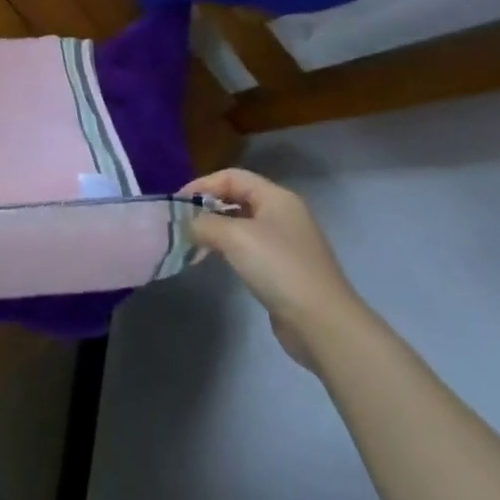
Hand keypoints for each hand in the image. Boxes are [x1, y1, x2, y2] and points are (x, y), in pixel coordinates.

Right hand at [185, 169, 368, 371]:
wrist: (321, 323)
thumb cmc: (278, 268)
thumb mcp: (234, 237)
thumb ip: (203, 223)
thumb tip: (187, 225)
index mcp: (277, 198)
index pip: (232, 176)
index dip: (202, 184)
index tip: (177, 203)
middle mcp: (283, 214)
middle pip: (236, 197)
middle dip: (207, 206)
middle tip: (182, 222)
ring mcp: (285, 242)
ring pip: (240, 223)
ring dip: (215, 228)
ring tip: (193, 242)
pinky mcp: (283, 267)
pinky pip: (247, 246)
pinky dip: (227, 248)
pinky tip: (214, 259)